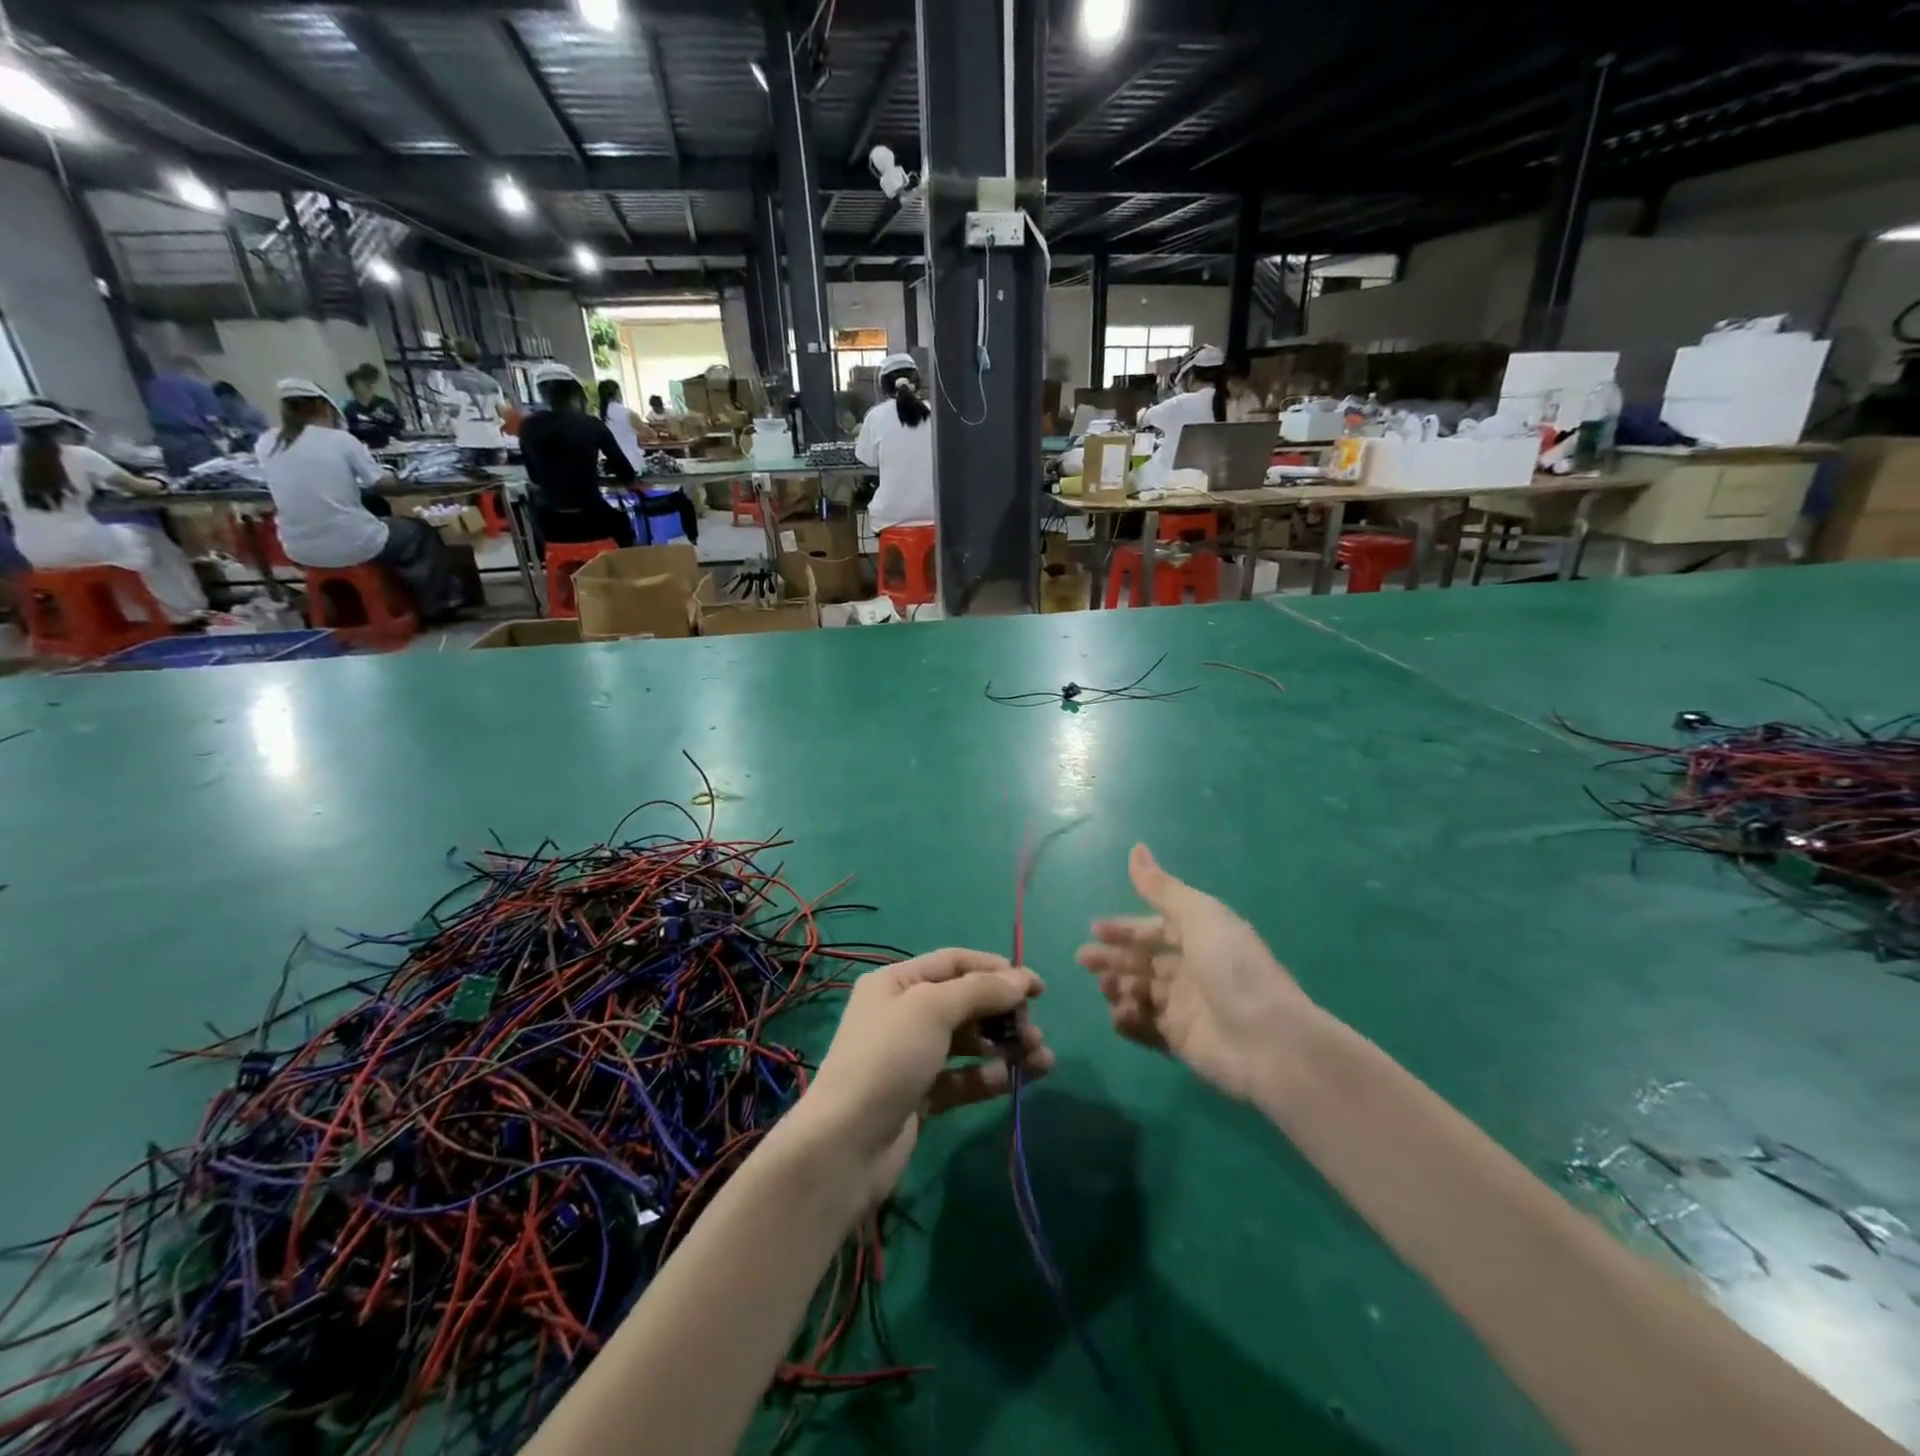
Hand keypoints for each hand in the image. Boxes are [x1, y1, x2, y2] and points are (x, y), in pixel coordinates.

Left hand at [793, 950, 1050, 1202]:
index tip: (1037, 988)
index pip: (955, 963)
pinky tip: (1020, 1079)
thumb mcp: (932, 1010)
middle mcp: (904, 1013)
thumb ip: (980, 991)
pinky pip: (964, 1077)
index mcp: (897, 983)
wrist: (846, 1145)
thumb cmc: (887, 1059)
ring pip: (969, 1042)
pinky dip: (991, 1076)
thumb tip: (1022, 978)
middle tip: (1034, 1031)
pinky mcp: (922, 1096)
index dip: (997, 970)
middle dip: (1004, 1013)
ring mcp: (913, 1057)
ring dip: (1005, 1046)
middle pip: (965, 1002)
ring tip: (1041, 1058)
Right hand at [1076, 845, 1312, 1102]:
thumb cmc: (1233, 968)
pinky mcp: (1181, 1041)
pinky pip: (1146, 1027)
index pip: (1155, 929)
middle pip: (1143, 961)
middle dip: (1112, 958)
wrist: (1269, 1042)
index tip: (1095, 929)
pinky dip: (1129, 1020)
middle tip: (1084, 960)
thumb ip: (1161, 888)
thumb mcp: (1199, 916)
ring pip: (1140, 992)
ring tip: (1107, 988)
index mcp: (1200, 937)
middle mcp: (1192, 970)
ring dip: (1119, 987)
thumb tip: (1136, 847)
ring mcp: (1186, 1007)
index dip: (1125, 928)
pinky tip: (1120, 1014)